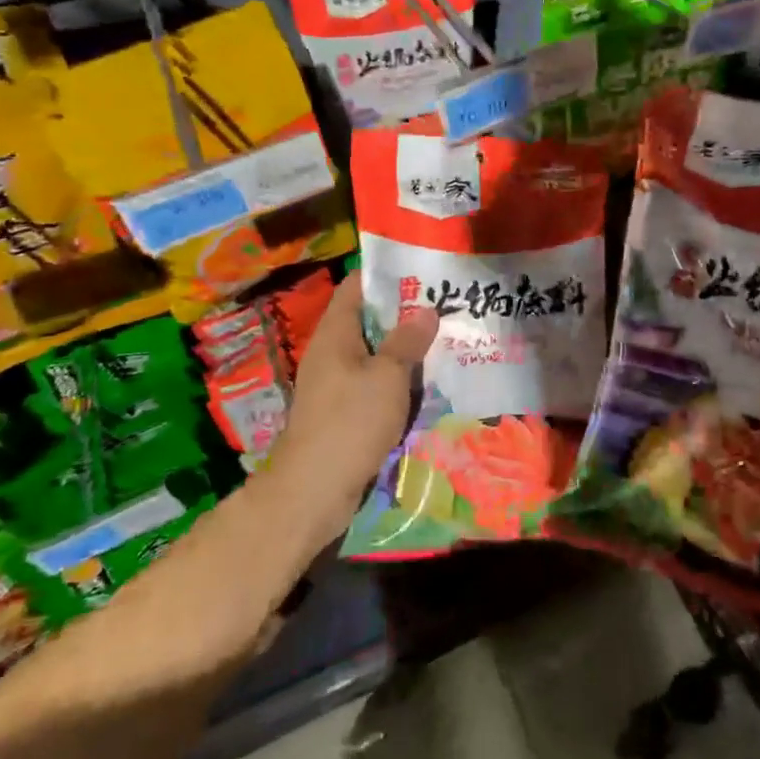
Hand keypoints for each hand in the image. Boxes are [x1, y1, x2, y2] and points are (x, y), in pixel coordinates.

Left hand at [264, 274, 438, 545]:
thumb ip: (408, 341)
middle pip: (369, 319)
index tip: (423, 268)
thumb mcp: (388, 376)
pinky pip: (375, 383)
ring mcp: (336, 382)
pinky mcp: (344, 410)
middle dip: (405, 312)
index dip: (387, 273)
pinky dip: (399, 378)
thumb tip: (426, 310)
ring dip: (406, 348)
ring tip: (446, 337)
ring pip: (376, 353)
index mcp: (335, 332)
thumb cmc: (350, 421)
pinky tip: (429, 380)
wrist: (313, 490)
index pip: (357, 285)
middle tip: (446, 303)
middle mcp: (332, 351)